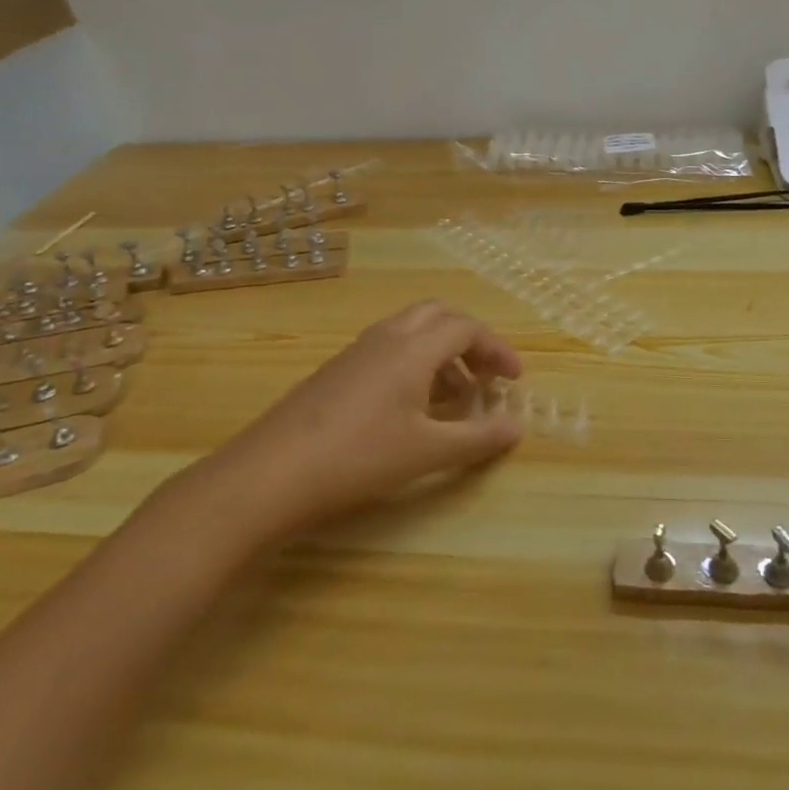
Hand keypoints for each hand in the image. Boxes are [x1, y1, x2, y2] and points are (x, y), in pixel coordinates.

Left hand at [189, 301, 524, 541]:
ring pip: (410, 331)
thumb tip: (517, 427)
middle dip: (469, 340)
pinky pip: (387, 349)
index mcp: (413, 348)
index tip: (515, 381)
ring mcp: (356, 351)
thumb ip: (477, 437)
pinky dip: (413, 363)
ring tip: (454, 396)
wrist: (270, 473)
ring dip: (440, 352)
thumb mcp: (427, 452)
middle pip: (438, 316)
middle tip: (486, 375)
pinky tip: (410, 407)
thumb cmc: (359, 457)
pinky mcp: (336, 371)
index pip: (466, 328)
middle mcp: (386, 337)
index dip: (497, 349)